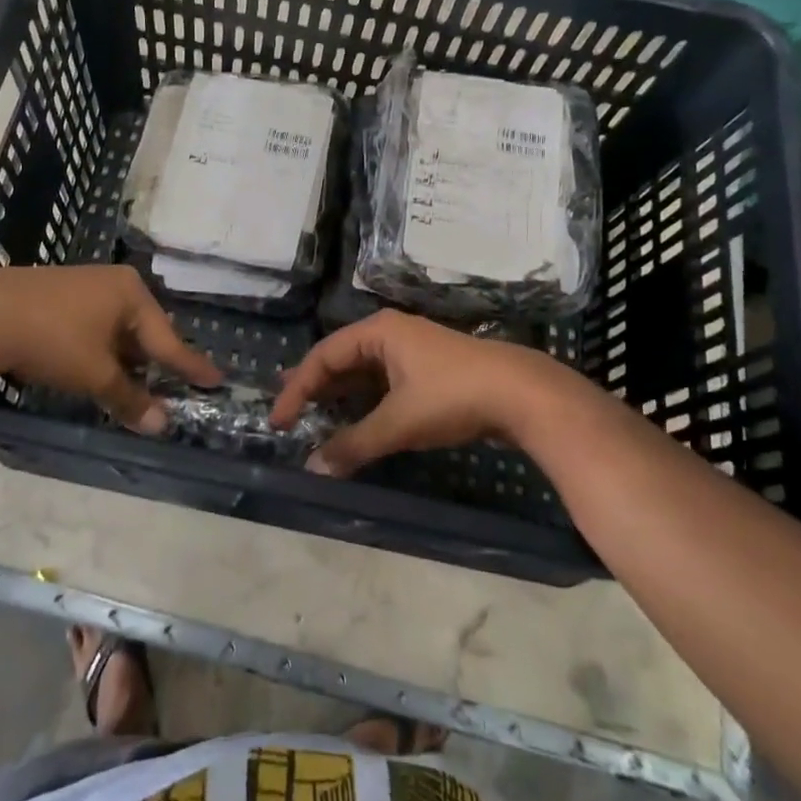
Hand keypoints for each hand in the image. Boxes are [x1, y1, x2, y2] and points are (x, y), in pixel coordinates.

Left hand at [0, 265, 220, 430]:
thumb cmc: (51, 339)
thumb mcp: (95, 374)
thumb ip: (130, 399)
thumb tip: (163, 426)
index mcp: (131, 294)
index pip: (169, 339)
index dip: (191, 366)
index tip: (216, 379)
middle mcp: (113, 283)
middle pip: (143, 332)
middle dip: (153, 363)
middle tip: (171, 387)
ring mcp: (84, 285)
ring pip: (117, 330)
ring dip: (124, 359)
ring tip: (132, 384)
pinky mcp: (58, 295)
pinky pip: (95, 326)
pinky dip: (101, 350)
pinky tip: (93, 367)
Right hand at [269, 311, 580, 476]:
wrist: (522, 394)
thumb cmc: (452, 396)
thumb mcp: (398, 422)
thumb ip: (354, 444)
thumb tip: (313, 468)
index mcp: (377, 332)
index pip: (322, 356)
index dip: (297, 388)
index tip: (278, 420)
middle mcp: (390, 333)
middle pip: (340, 358)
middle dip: (314, 385)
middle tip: (286, 409)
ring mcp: (411, 350)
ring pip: (362, 371)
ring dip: (338, 394)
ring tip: (312, 412)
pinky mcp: (428, 369)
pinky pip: (382, 381)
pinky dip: (363, 400)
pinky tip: (355, 417)